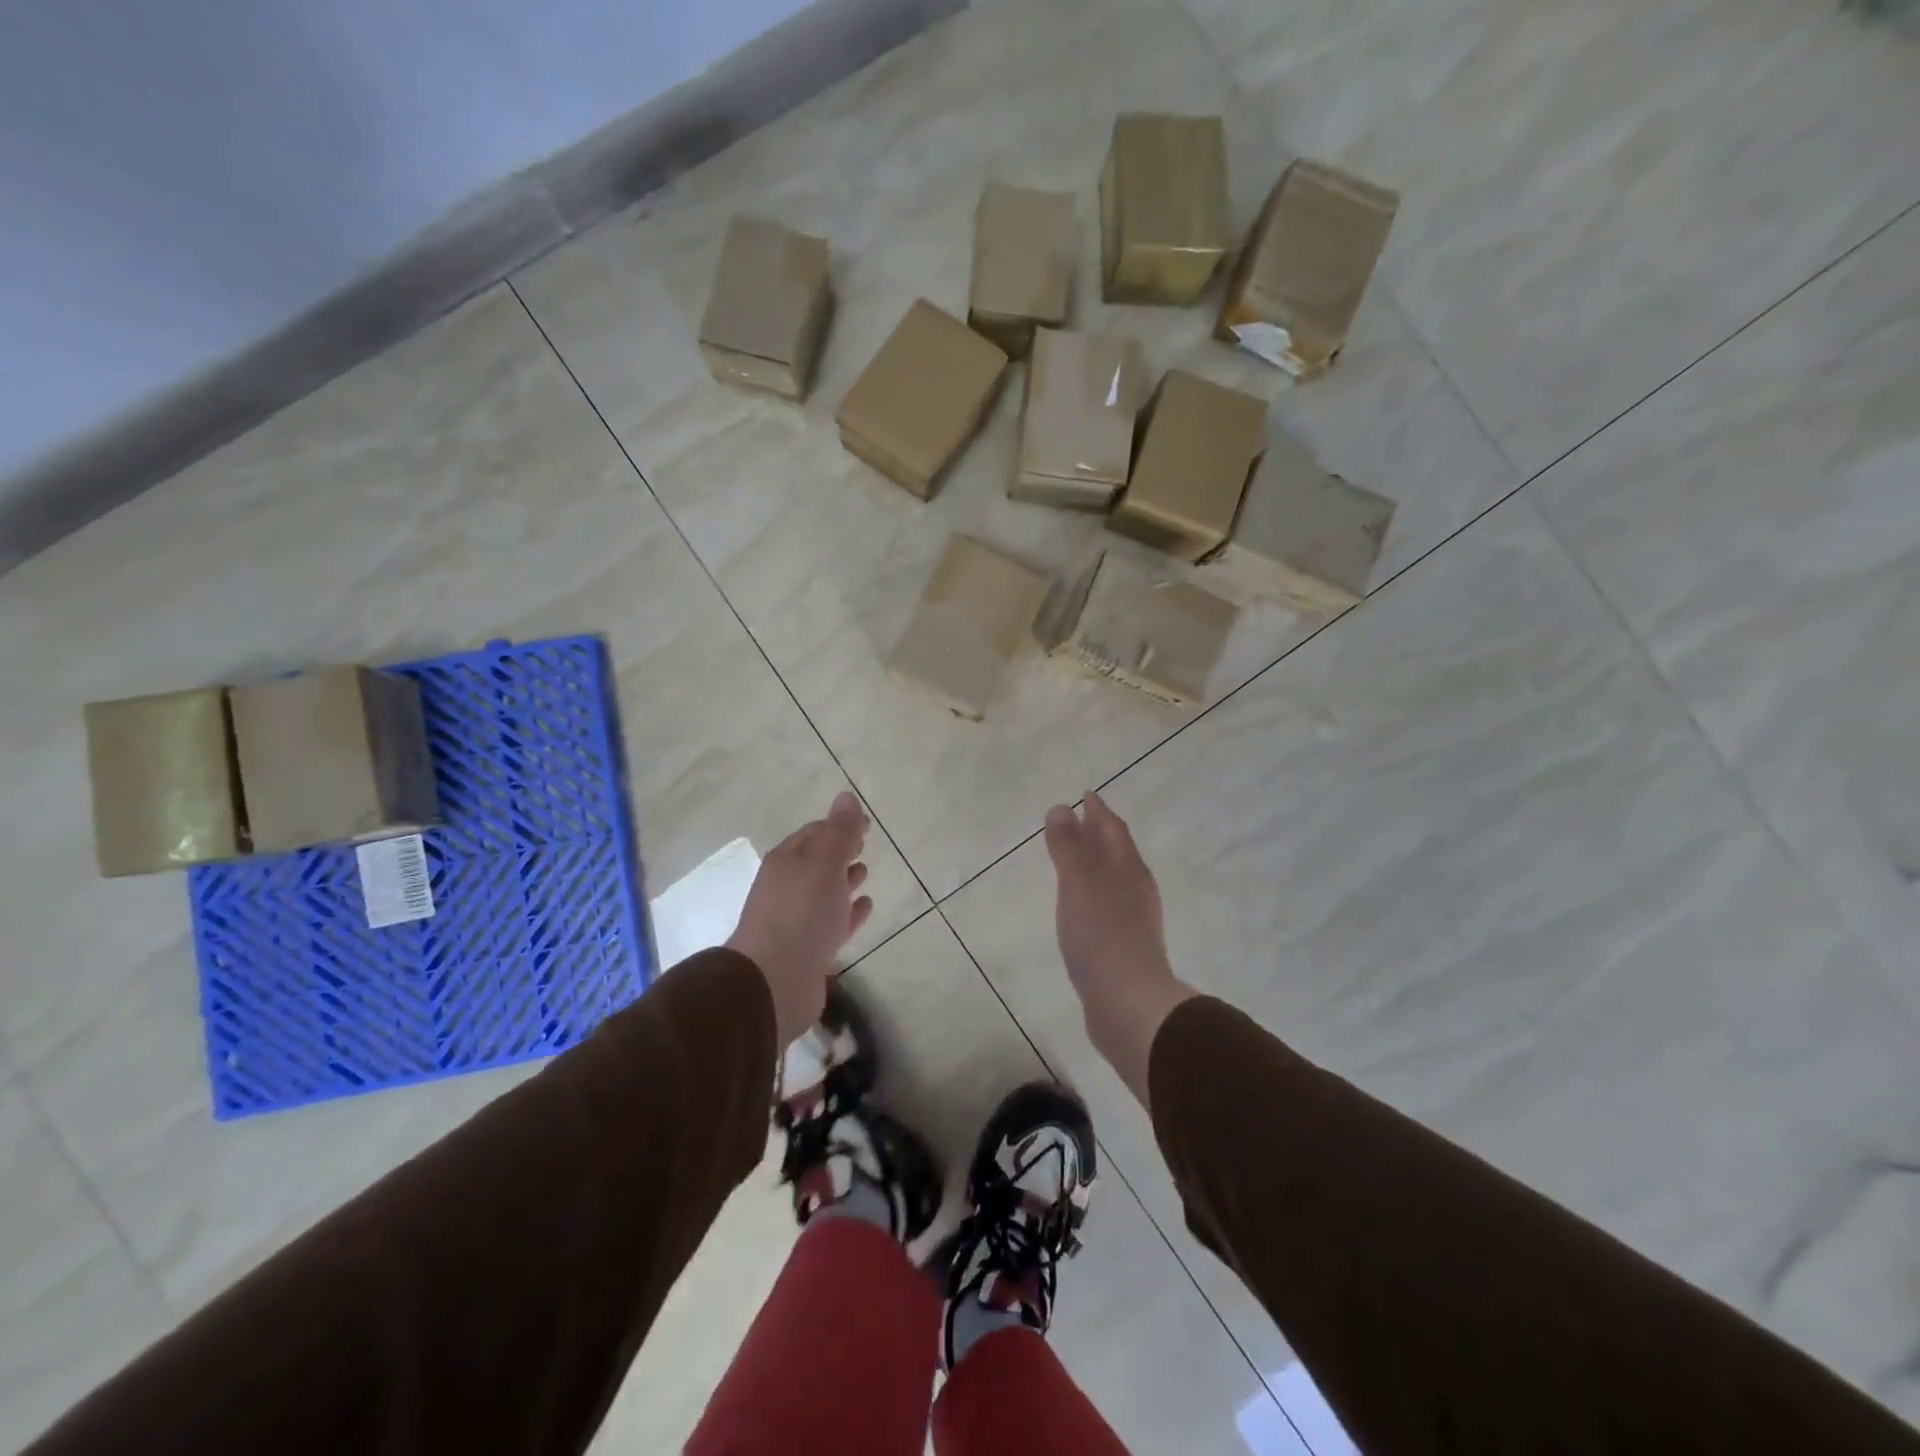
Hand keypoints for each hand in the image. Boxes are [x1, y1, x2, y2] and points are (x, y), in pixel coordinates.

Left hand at [727, 792, 873, 1048]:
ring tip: (866, 872)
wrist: (774, 981)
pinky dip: (850, 912)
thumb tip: (846, 797)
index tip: (866, 824)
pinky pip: (834, 923)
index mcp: (787, 861)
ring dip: (844, 881)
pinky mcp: (809, 950)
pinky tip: (867, 906)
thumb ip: (839, 832)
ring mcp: (797, 920)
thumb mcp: (824, 863)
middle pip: (817, 862)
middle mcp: (788, 888)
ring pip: (824, 893)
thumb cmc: (801, 913)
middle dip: (839, 851)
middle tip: (864, 844)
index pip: (814, 833)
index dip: (839, 825)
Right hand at [1044, 791, 1196, 1106]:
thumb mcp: (1078, 884)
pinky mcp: (1125, 948)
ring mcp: (1134, 921)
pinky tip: (1084, 907)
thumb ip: (1068, 846)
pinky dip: (1094, 894)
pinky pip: (1108, 907)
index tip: (1086, 794)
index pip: (1113, 829)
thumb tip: (1061, 808)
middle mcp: (1135, 890)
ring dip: (1098, 864)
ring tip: (1078, 860)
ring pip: (1115, 880)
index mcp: (1127, 869)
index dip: (1098, 811)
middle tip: (1081, 820)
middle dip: (1100, 834)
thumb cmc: (1101, 936)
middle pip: (1118, 852)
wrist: (1128, 1005)